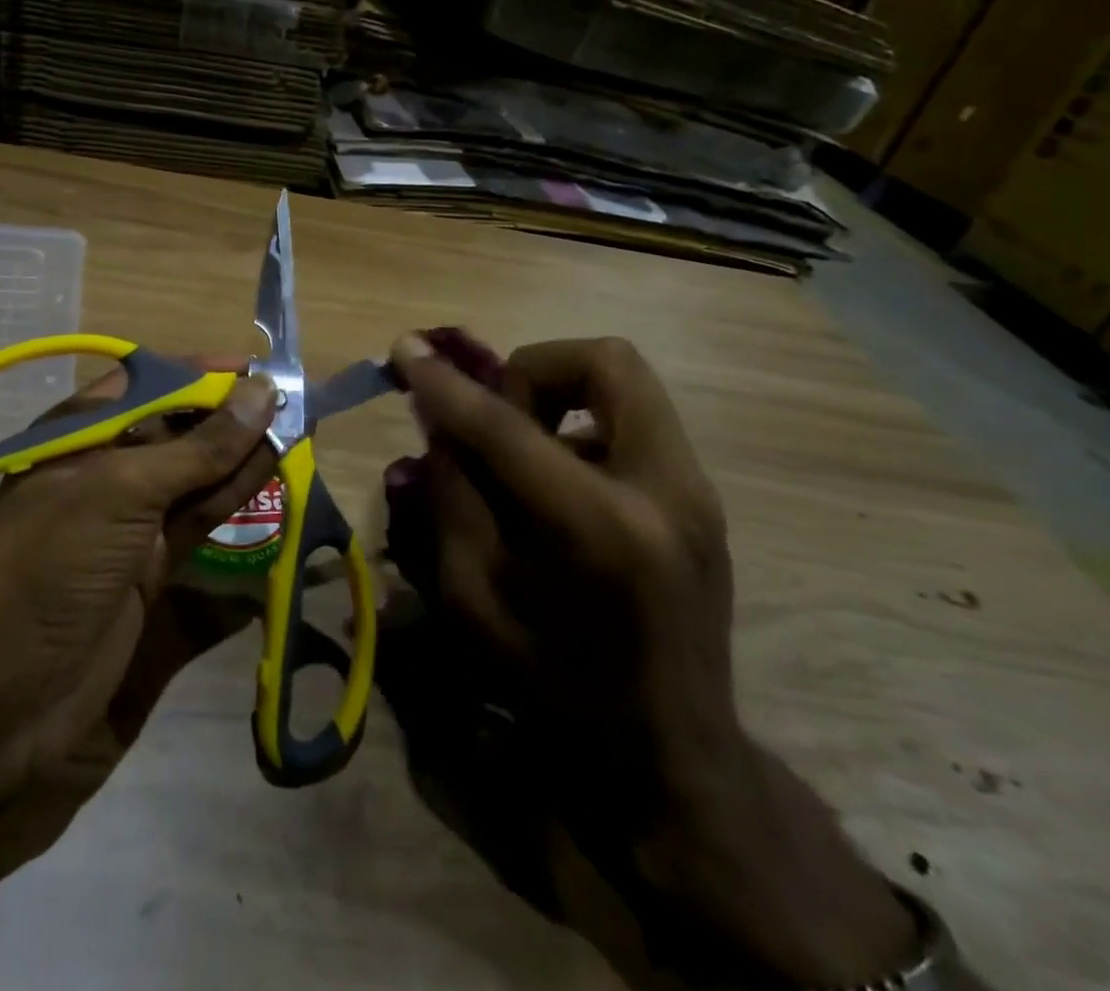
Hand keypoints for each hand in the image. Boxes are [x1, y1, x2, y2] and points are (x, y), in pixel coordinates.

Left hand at [0, 361, 277, 863]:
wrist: (4, 702)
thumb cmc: (55, 565)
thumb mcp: (124, 491)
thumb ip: (200, 446)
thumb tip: (263, 392)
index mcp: (82, 436)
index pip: (151, 383)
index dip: (203, 374)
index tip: (259, 372)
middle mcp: (108, 473)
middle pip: (180, 431)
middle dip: (232, 417)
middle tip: (295, 408)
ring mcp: (131, 526)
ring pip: (199, 479)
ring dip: (244, 461)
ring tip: (299, 439)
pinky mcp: (153, 575)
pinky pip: (203, 529)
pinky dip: (239, 511)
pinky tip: (279, 491)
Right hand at [384, 332, 916, 987]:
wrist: (671, 760)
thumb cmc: (555, 692)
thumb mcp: (473, 602)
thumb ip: (451, 498)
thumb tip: (439, 421)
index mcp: (597, 529)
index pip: (505, 425)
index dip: (445, 384)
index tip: (406, 350)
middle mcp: (664, 491)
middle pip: (606, 361)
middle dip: (534, 368)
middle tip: (498, 417)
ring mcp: (697, 491)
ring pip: (626, 383)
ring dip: (560, 397)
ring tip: (525, 455)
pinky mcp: (703, 498)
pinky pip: (635, 422)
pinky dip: (583, 429)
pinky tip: (558, 488)